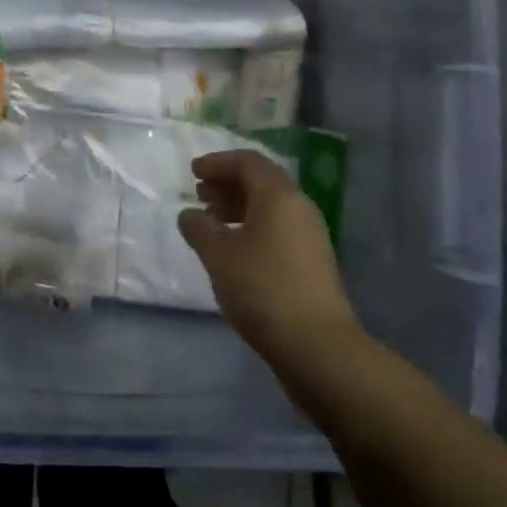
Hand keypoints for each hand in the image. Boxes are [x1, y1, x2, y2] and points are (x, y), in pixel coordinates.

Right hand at [179, 150, 361, 366]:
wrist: (317, 345)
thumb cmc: (262, 288)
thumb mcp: (219, 255)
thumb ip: (199, 228)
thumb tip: (189, 214)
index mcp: (279, 195)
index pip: (248, 161)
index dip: (218, 162)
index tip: (193, 172)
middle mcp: (299, 207)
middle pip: (261, 181)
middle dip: (227, 183)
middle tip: (199, 194)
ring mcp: (310, 235)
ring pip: (270, 207)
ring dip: (238, 206)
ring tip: (211, 222)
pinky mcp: (312, 261)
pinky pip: (278, 228)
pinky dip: (252, 227)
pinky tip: (234, 249)